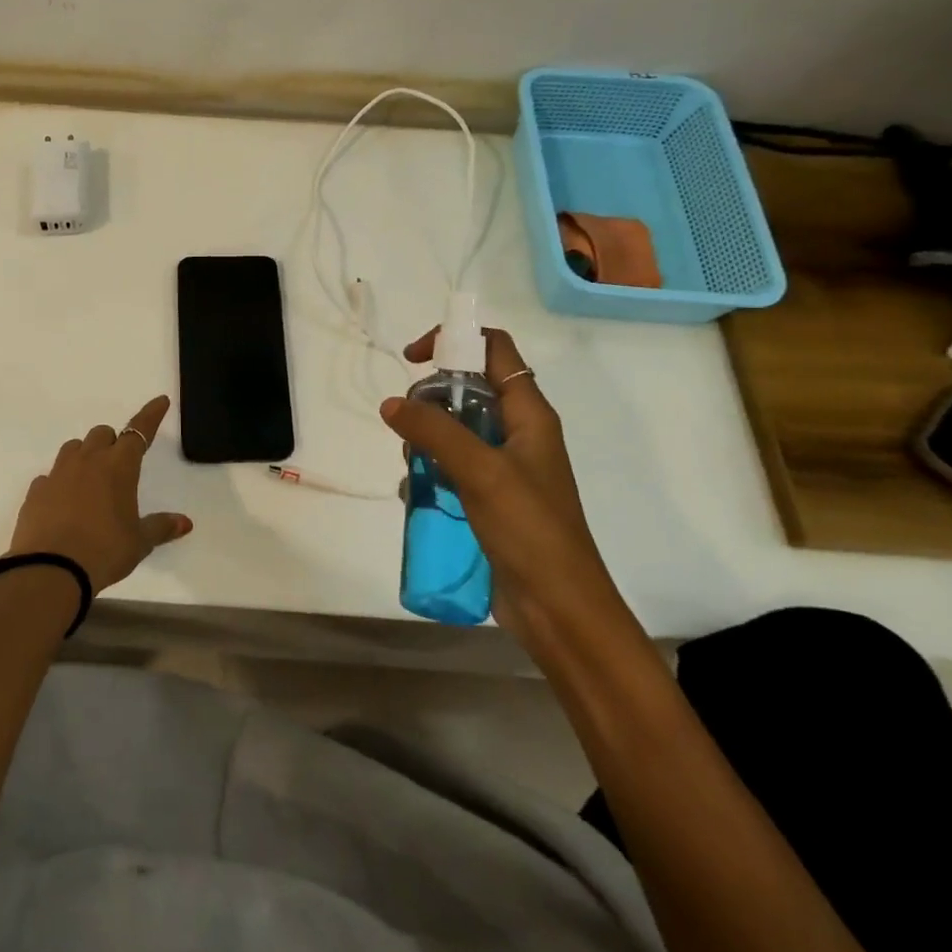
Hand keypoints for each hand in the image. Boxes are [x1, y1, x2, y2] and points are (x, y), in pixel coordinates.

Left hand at [8, 395, 191, 593]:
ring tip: (90, 479)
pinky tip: (63, 502)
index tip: (160, 401)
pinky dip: (59, 482)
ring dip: (85, 455)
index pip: (139, 431)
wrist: (50, 570)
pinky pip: (50, 476)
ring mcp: (58, 474)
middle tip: (119, 464)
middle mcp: (88, 461)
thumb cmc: (105, 551)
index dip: (151, 415)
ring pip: (73, 448)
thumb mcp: (139, 542)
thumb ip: (160, 527)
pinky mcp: (36, 491)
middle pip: (102, 434)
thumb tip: (185, 522)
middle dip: (113, 442)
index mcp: (119, 466)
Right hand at [379, 329, 631, 653]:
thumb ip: (434, 431)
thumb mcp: (480, 471)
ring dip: (426, 439)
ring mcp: (504, 467)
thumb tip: (391, 404)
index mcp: (530, 414)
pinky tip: (416, 493)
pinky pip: (452, 467)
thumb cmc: (530, 530)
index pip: (495, 350)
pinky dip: (430, 471)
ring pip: (455, 430)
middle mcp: (519, 433)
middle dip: (431, 398)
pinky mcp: (490, 498)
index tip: (414, 360)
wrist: (559, 609)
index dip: (455, 341)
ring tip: (413, 466)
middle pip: (468, 389)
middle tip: (409, 425)